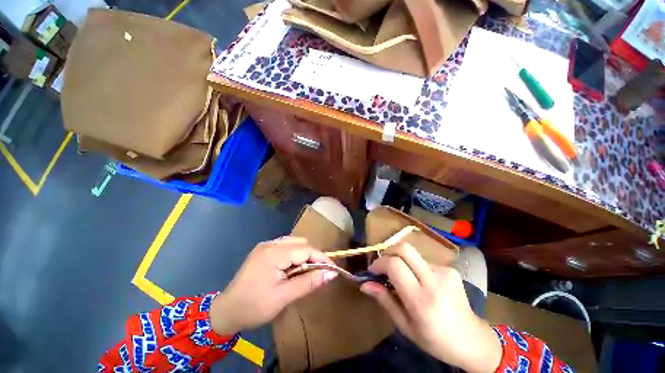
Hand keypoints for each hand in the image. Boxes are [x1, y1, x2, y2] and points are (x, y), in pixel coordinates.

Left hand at [209, 237, 337, 334]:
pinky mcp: (263, 250)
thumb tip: (331, 273)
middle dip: (312, 256)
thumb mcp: (284, 297)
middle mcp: (270, 244)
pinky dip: (293, 255)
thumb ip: (309, 282)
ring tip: (303, 272)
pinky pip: (285, 247)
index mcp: (274, 253)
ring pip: (293, 243)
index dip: (321, 257)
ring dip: (303, 255)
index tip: (333, 269)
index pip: (305, 249)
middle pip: (300, 243)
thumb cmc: (254, 306)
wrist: (226, 311)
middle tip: (316, 274)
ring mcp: (265, 245)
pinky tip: (291, 269)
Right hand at [360, 243, 501, 372]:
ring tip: (404, 279)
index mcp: (421, 300)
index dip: (379, 263)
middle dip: (388, 252)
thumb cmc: (435, 339)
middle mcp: (434, 281)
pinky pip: (424, 260)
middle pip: (404, 248)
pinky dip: (415, 267)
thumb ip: (384, 300)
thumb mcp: (405, 326)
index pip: (394, 265)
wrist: (473, 340)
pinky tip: (421, 282)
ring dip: (401, 261)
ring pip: (412, 254)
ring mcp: (445, 272)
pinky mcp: (450, 269)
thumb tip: (364, 284)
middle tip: (383, 266)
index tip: (373, 271)